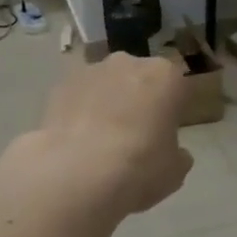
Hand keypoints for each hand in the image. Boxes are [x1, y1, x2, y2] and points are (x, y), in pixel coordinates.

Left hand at [27, 52, 193, 218]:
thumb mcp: (174, 171)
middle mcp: (129, 62)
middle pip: (139, 78)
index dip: (173, 110)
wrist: (77, 173)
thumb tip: (175, 153)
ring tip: (100, 142)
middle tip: (135, 136)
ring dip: (107, 103)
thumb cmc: (139, 167)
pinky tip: (76, 143)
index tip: (166, 132)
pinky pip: (78, 97)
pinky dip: (79, 112)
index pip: (177, 87)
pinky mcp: (60, 85)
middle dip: (138, 100)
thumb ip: (177, 154)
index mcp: (166, 76)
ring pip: (106, 84)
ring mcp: (91, 70)